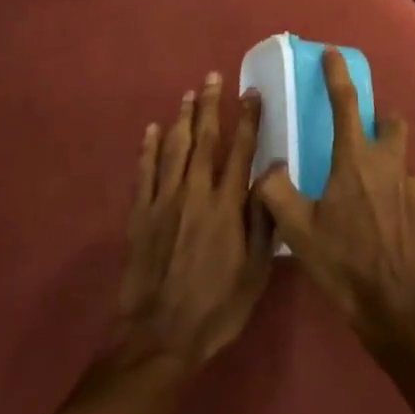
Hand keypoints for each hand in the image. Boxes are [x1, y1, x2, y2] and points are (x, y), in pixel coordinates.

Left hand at [116, 72, 274, 367]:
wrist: (159, 336)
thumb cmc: (216, 307)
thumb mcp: (256, 270)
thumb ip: (265, 218)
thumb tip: (274, 170)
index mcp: (227, 205)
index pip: (240, 149)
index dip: (247, 119)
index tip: (251, 93)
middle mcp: (195, 192)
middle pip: (204, 138)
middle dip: (210, 105)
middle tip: (213, 77)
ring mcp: (164, 200)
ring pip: (174, 147)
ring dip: (182, 118)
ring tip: (188, 94)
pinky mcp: (140, 214)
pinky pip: (145, 171)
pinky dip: (148, 148)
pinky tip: (151, 130)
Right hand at [251, 49, 414, 343]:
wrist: (401, 309)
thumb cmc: (346, 263)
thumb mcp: (298, 230)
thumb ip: (275, 192)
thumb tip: (266, 168)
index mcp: (356, 159)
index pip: (345, 103)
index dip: (337, 75)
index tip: (332, 54)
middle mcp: (391, 164)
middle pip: (392, 123)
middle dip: (379, 121)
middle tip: (360, 139)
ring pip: (403, 163)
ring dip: (388, 169)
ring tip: (370, 199)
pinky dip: (401, 202)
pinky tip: (389, 229)